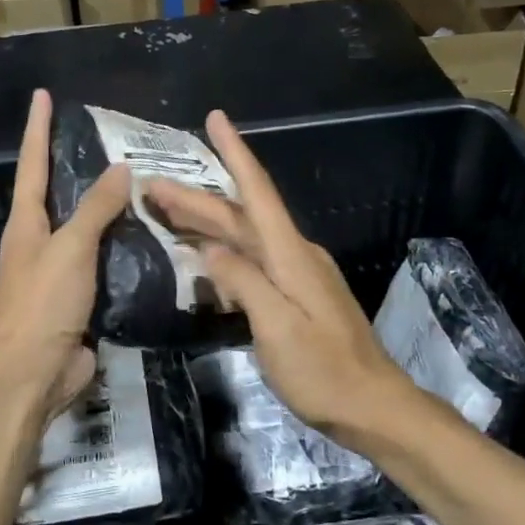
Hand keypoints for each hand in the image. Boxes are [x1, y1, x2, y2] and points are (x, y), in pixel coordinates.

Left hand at [0, 90, 131, 431]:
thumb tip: (121, 169)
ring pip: (87, 229)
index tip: (43, 95)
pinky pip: (105, 262)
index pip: (32, 163)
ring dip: (110, 208)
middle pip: (59, 194)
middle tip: (114, 139)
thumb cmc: (43, 303)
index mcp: (27, 223)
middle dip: (79, 166)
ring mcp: (59, 270)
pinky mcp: (81, 297)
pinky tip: (152, 236)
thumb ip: (96, 208)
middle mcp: (40, 241)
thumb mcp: (71, 247)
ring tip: (145, 183)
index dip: (38, 128)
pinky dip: (124, 247)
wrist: (34, 373)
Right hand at [145, 111, 409, 444]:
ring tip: (166, 212)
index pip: (256, 192)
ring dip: (207, 223)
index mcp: (290, 255)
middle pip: (241, 216)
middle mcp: (294, 254)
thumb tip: (209, 248)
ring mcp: (298, 275)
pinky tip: (203, 258)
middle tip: (152, 186)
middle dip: (197, 198)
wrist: (372, 406)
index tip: (215, 118)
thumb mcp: (276, 327)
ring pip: (245, 238)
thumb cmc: (323, 370)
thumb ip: (242, 282)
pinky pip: (253, 261)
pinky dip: (224, 252)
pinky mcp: (297, 295)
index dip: (235, 152)